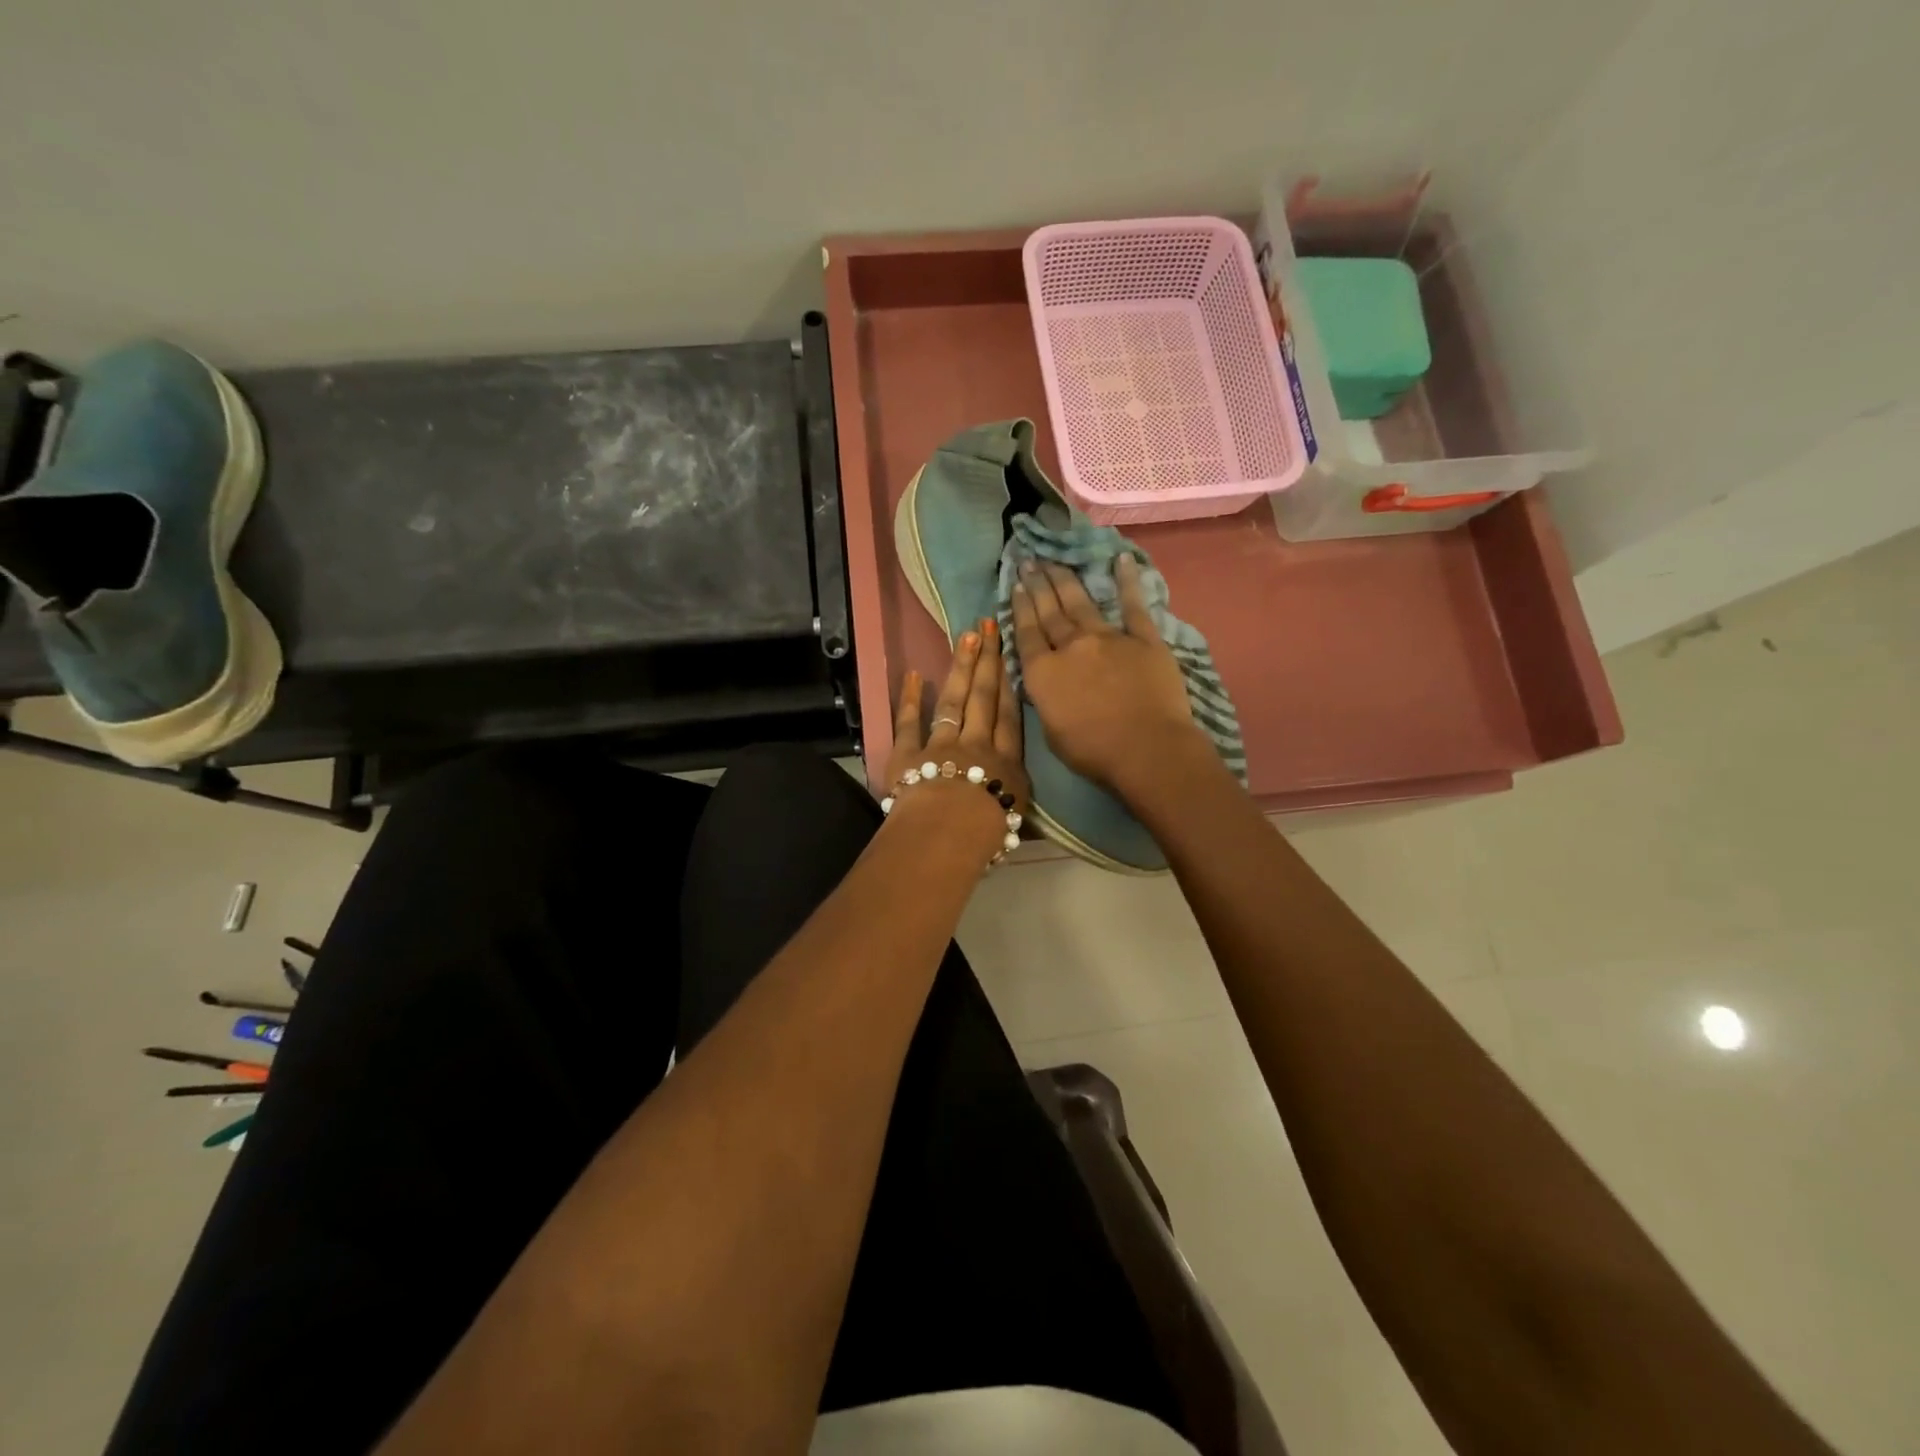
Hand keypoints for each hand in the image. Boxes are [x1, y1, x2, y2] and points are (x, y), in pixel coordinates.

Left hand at [883, 620, 1029, 853]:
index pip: (1010, 717)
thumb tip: (1016, 798)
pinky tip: (912, 674)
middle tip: (988, 627)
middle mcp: (977, 746)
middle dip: (987, 661)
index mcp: (1006, 765)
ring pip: (953, 701)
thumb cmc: (985, 837)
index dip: (1010, 685)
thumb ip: (1014, 801)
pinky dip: (909, 698)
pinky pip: (909, 722)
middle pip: (984, 698)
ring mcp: (941, 745)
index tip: (1010, 655)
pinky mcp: (908, 754)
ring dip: (959, 668)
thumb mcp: (1014, 822)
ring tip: (965, 637)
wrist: (946, 836)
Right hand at [1010, 555, 1205, 793]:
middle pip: (1050, 611)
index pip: (1026, 633)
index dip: (1020, 607)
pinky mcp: (1144, 639)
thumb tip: (1046, 680)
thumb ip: (1045, 698)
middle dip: (1037, 585)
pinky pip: (1134, 606)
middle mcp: (1071, 647)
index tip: (1016, 585)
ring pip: (1081, 603)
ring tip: (1054, 560)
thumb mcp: (1050, 731)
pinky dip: (1128, 581)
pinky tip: (1122, 559)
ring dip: (1066, 579)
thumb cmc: (1093, 751)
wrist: (1147, 749)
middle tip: (1028, 561)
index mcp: (1043, 673)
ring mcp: (1109, 638)